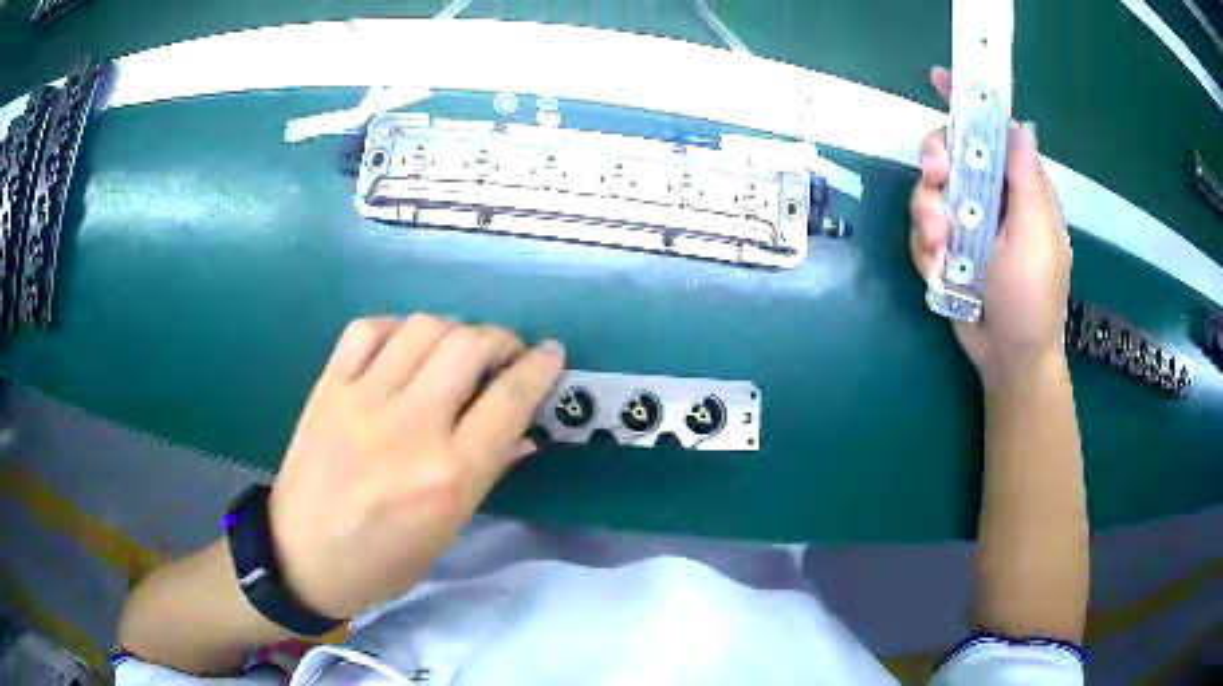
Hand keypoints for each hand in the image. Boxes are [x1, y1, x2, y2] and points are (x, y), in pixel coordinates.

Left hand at [267, 315, 564, 619]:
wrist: (301, 557)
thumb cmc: (383, 561)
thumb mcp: (447, 531)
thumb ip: (487, 473)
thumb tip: (524, 432)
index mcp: (449, 476)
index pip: (510, 400)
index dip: (540, 367)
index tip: (551, 353)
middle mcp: (411, 427)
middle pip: (469, 346)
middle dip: (502, 339)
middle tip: (505, 353)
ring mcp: (363, 400)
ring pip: (423, 327)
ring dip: (454, 329)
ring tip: (456, 349)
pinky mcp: (329, 388)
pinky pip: (368, 329)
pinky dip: (396, 328)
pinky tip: (403, 346)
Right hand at [911, 67, 1071, 387]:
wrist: (1010, 357)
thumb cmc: (1033, 297)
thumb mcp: (1036, 236)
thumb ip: (1027, 182)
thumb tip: (1020, 125)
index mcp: (1017, 189)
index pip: (992, 133)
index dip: (967, 104)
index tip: (940, 79)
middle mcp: (990, 199)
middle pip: (949, 155)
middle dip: (936, 162)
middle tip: (936, 177)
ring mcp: (966, 225)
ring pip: (928, 193)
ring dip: (927, 215)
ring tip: (941, 245)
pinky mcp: (946, 250)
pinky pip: (921, 232)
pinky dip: (925, 248)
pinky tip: (939, 269)